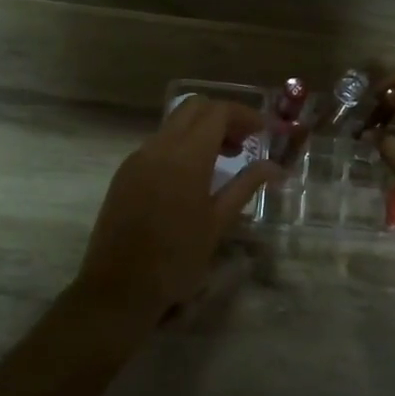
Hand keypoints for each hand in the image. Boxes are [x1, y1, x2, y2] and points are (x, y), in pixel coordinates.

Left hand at [71, 97, 279, 329]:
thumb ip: (246, 186)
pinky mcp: (124, 173)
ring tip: (223, 161)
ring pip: (173, 124)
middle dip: (222, 117)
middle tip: (244, 144)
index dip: (244, 115)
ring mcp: (137, 158)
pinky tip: (192, 178)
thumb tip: (276, 167)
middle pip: (193, 108)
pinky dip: (181, 146)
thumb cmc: (176, 259)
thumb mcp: (218, 223)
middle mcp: (158, 147)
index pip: (218, 112)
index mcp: (185, 157)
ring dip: (201, 130)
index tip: (264, 132)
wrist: (118, 288)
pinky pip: (157, 144)